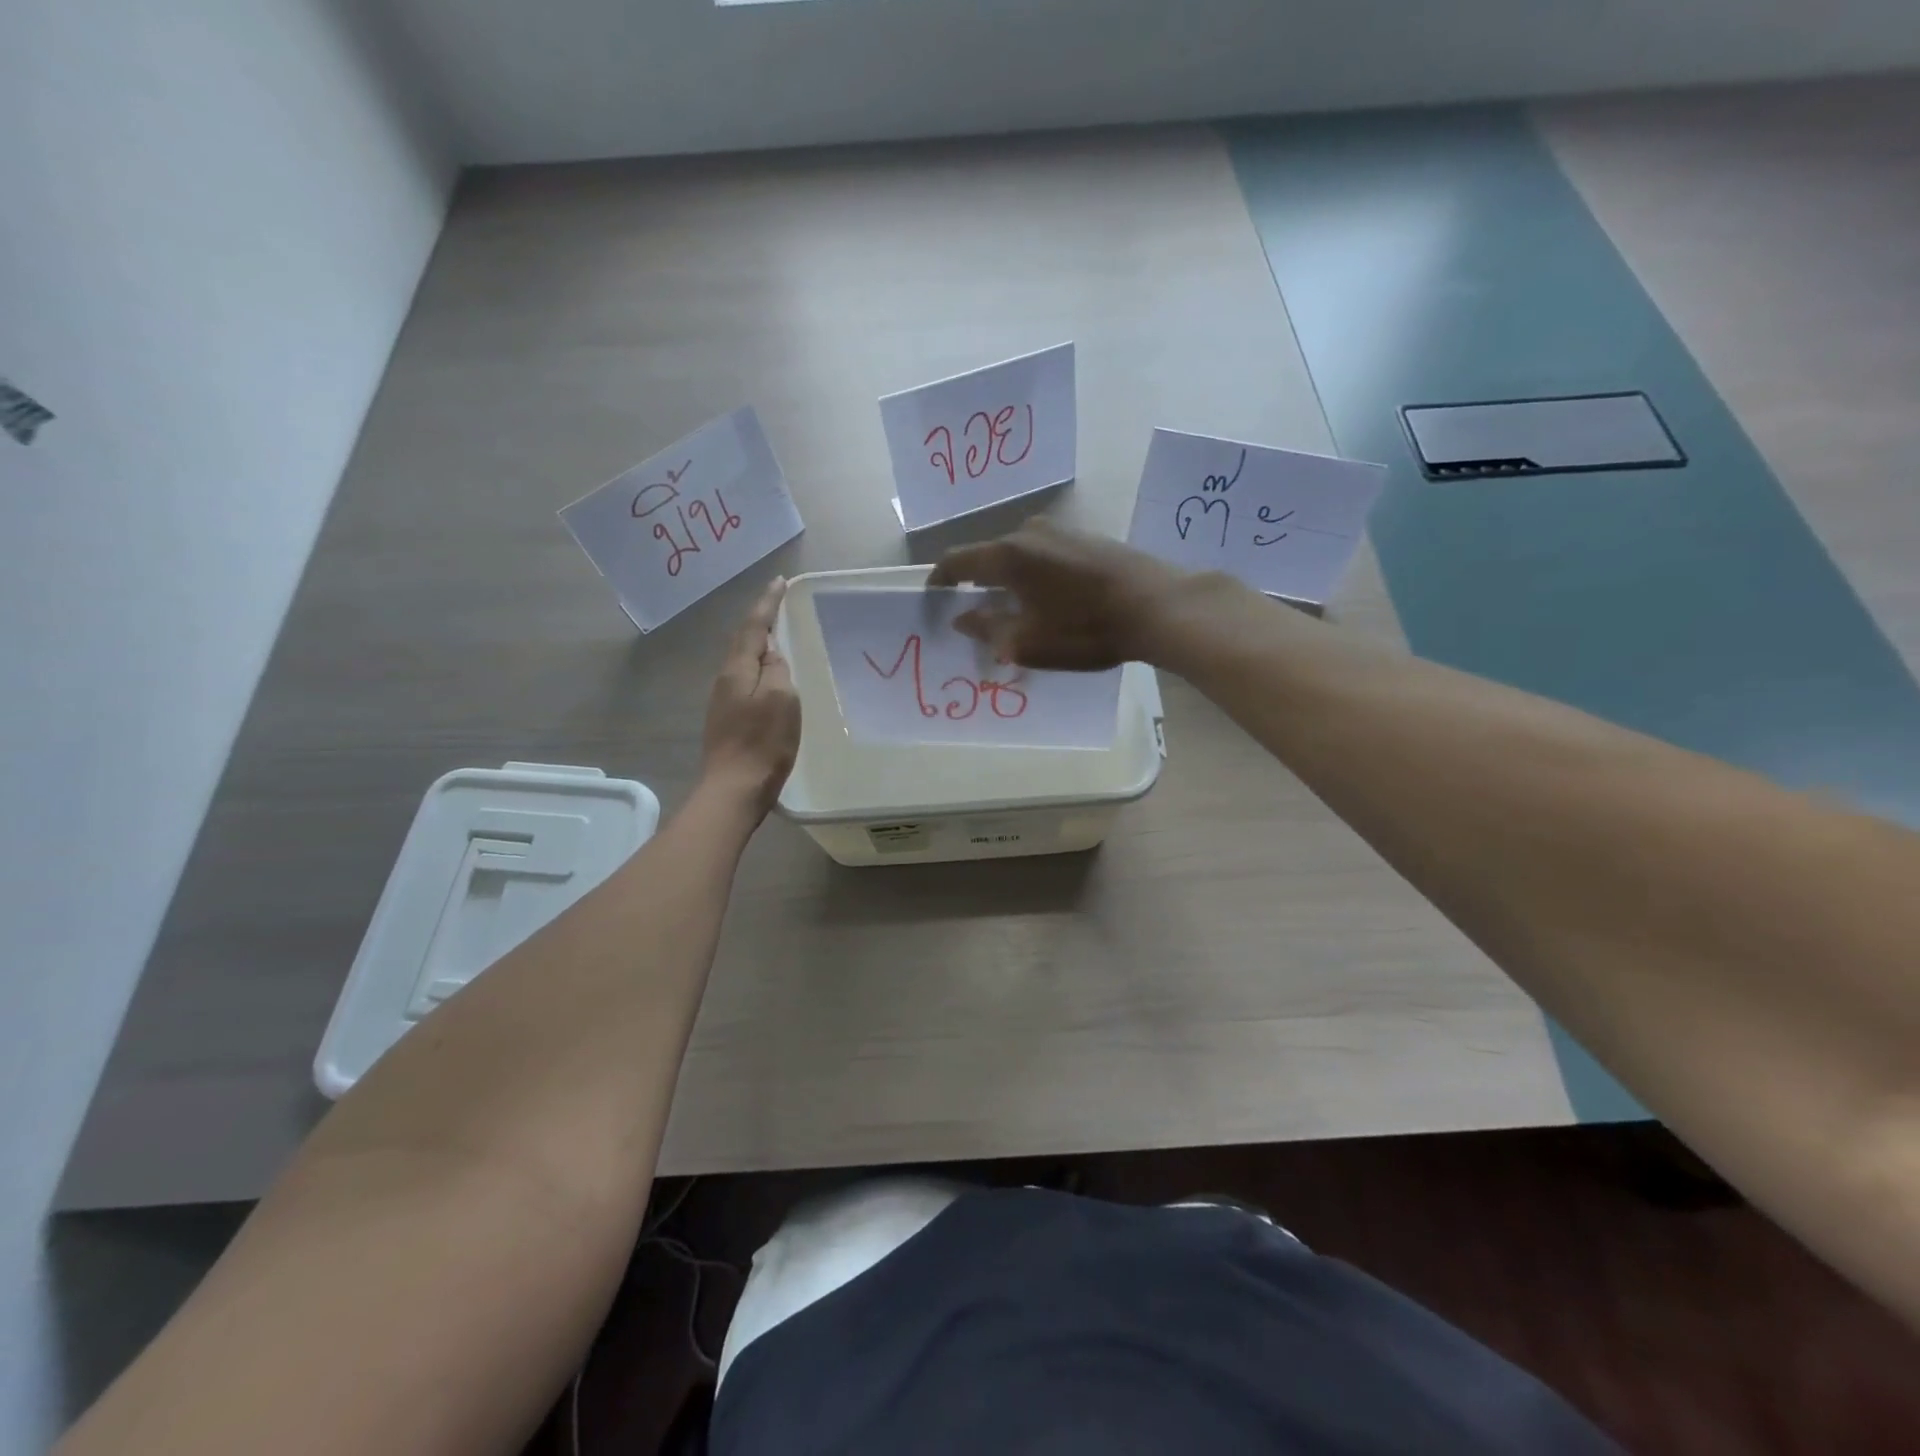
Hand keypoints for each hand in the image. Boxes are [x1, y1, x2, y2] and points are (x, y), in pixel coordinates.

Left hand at [701, 578, 800, 815]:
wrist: (733, 789)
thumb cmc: (763, 743)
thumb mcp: (782, 699)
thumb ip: (778, 670)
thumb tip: (772, 655)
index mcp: (737, 670)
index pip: (753, 627)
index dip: (767, 604)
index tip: (779, 582)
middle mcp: (725, 680)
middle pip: (744, 643)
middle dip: (762, 623)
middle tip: (781, 608)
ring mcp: (723, 702)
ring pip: (744, 664)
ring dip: (761, 649)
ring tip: (781, 642)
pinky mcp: (728, 721)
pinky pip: (746, 683)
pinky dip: (761, 673)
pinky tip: (773, 681)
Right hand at [926, 518, 1187, 669]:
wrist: (1158, 606)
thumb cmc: (1086, 629)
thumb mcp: (1028, 641)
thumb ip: (987, 628)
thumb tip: (962, 617)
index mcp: (1007, 555)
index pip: (956, 561)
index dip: (938, 582)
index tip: (932, 603)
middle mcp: (1028, 533)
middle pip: (987, 557)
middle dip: (976, 587)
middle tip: (975, 618)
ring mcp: (1060, 532)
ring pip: (1017, 557)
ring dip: (1007, 582)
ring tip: (1013, 613)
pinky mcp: (1086, 538)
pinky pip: (1043, 556)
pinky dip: (1033, 577)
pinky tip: (1047, 601)